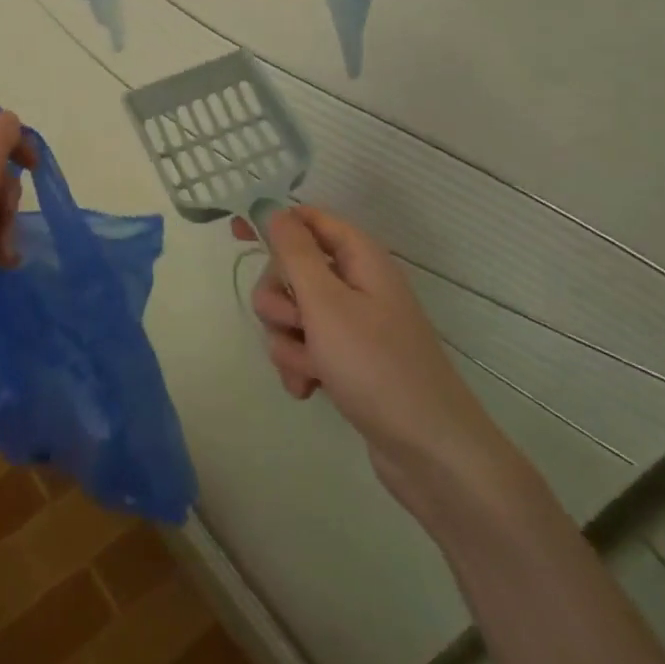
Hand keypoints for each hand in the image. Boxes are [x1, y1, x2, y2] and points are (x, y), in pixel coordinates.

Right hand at [231, 206, 521, 510]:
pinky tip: (307, 389)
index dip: (273, 223)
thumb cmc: (376, 366)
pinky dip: (299, 365)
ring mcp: (352, 325)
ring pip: (292, 313)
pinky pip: (304, 348)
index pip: (308, 219)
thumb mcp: (326, 302)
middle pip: (291, 270)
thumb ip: (295, 253)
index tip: (235, 234)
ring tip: (311, 368)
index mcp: (359, 258)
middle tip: (296, 324)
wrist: (429, 452)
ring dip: (288, 340)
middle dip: (279, 299)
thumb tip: (276, 211)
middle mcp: (356, 284)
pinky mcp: (347, 360)